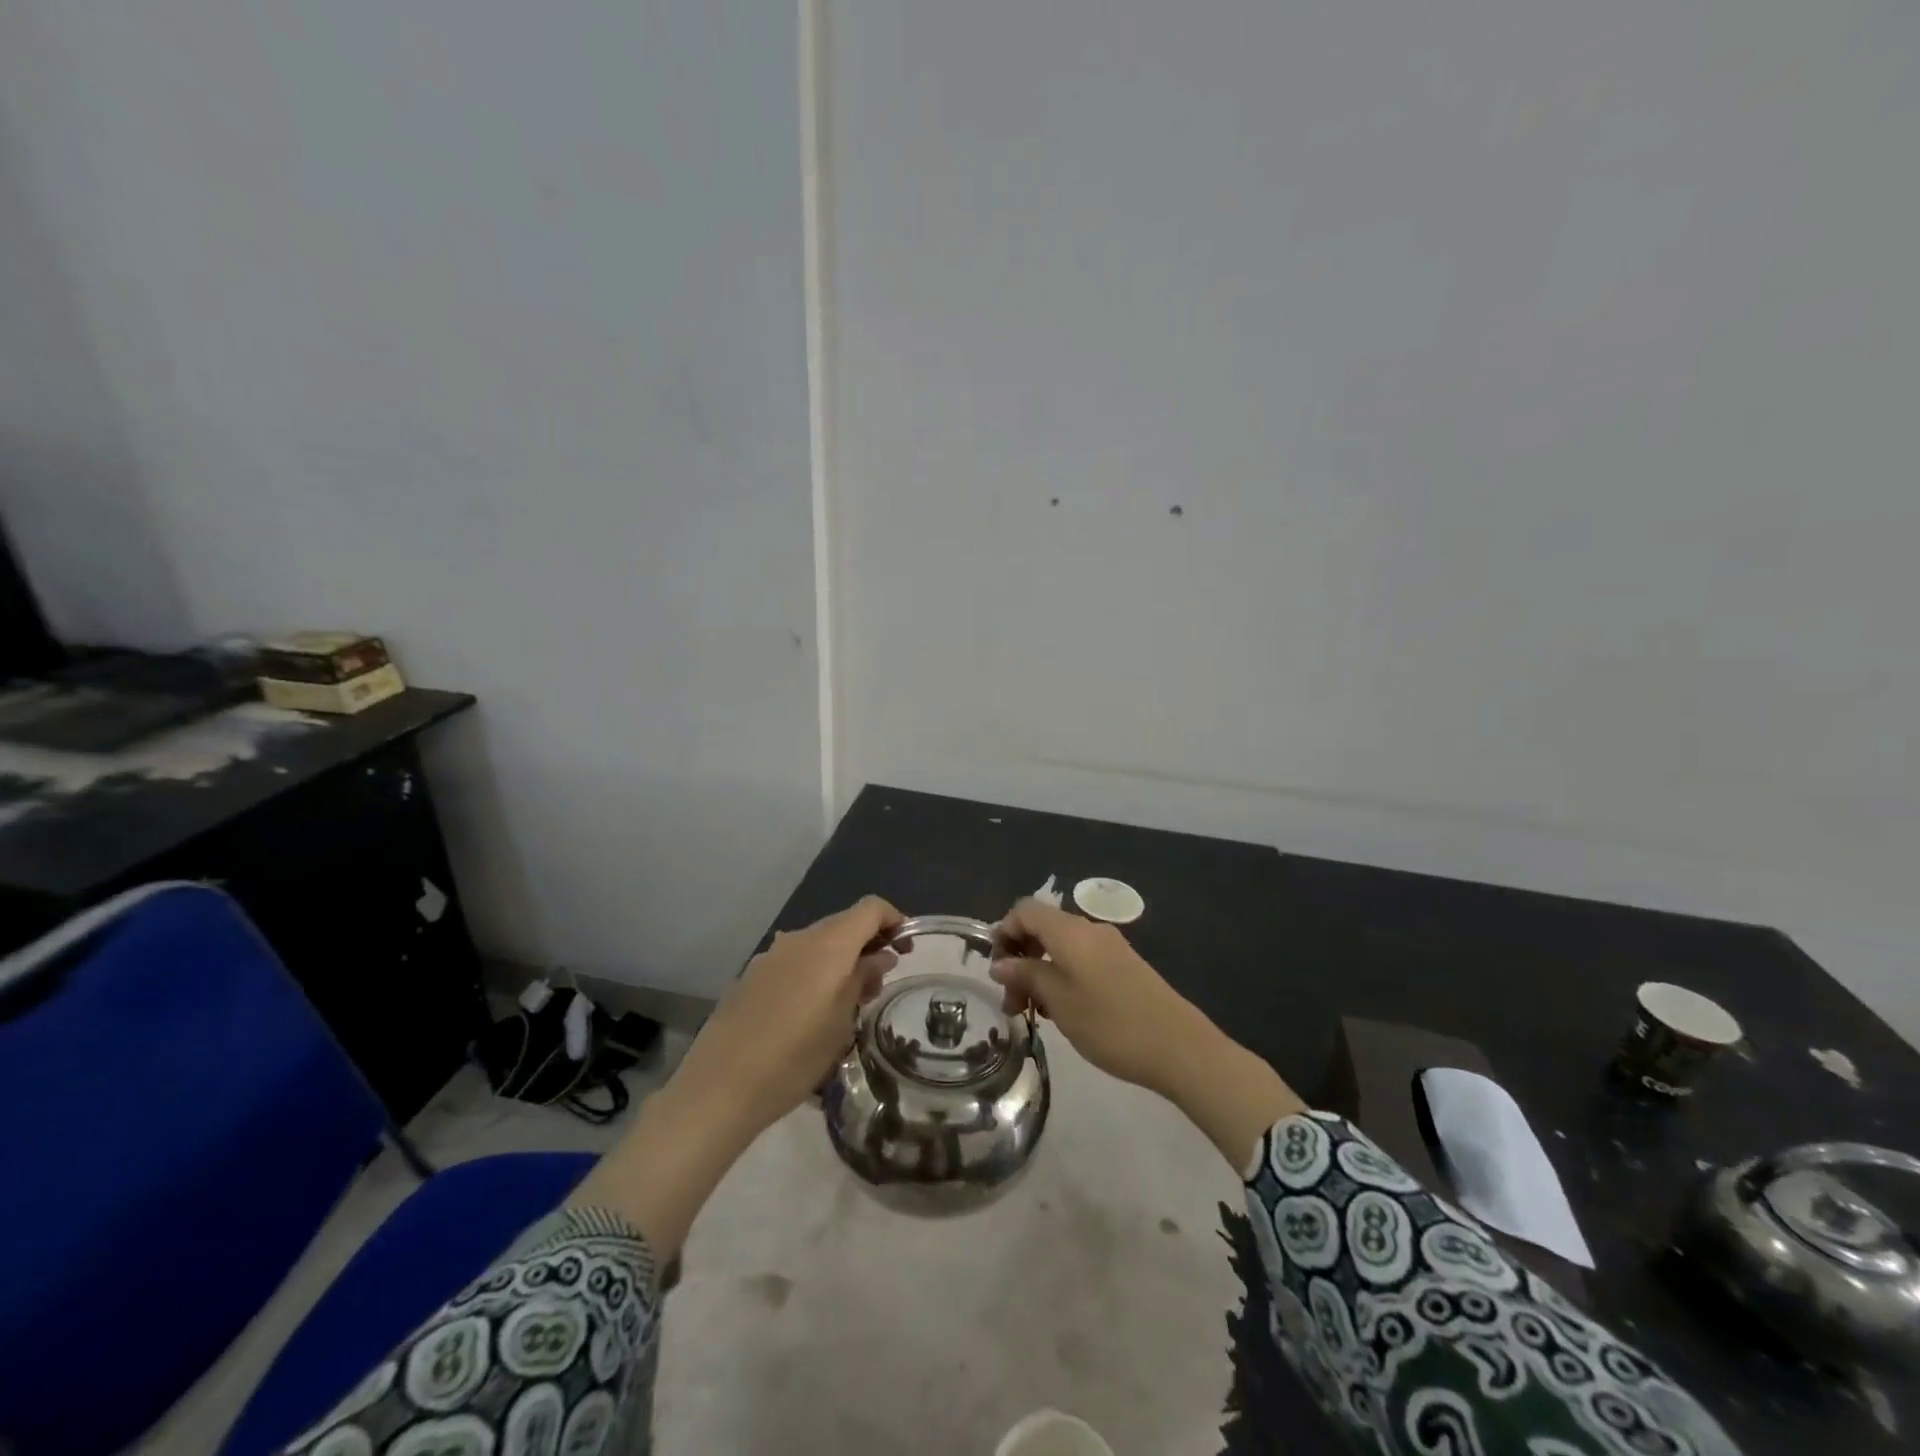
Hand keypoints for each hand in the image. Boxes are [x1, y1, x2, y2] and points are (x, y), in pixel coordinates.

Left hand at [672, 895, 905, 1138]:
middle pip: (844, 924)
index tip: (905, 950)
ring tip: (845, 1004)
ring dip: (840, 961)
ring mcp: (771, 955)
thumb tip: (881, 955)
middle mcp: (799, 938)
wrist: (720, 1086)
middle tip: (877, 986)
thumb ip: (864, 977)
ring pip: (818, 944)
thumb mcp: (843, 1020)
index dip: (894, 920)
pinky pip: (794, 961)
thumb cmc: (795, 1055)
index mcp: (828, 943)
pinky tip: (808, 1013)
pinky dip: (813, 973)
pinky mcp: (751, 976)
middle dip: (867, 945)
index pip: (871, 908)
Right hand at [988, 898, 1206, 1096]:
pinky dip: (1062, 976)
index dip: (1004, 933)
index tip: (996, 971)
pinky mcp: (1123, 965)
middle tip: (1012, 1002)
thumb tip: (1000, 964)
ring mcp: (1109, 946)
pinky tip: (1063, 1011)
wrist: (1180, 1047)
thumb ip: (1027, 976)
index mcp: (1070, 931)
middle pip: (1042, 927)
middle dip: (1020, 958)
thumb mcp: (1059, 1002)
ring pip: (1061, 946)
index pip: (1025, 910)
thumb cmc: (1111, 1024)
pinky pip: (1081, 959)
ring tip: (1034, 1013)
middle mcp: (1089, 929)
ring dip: (1040, 971)